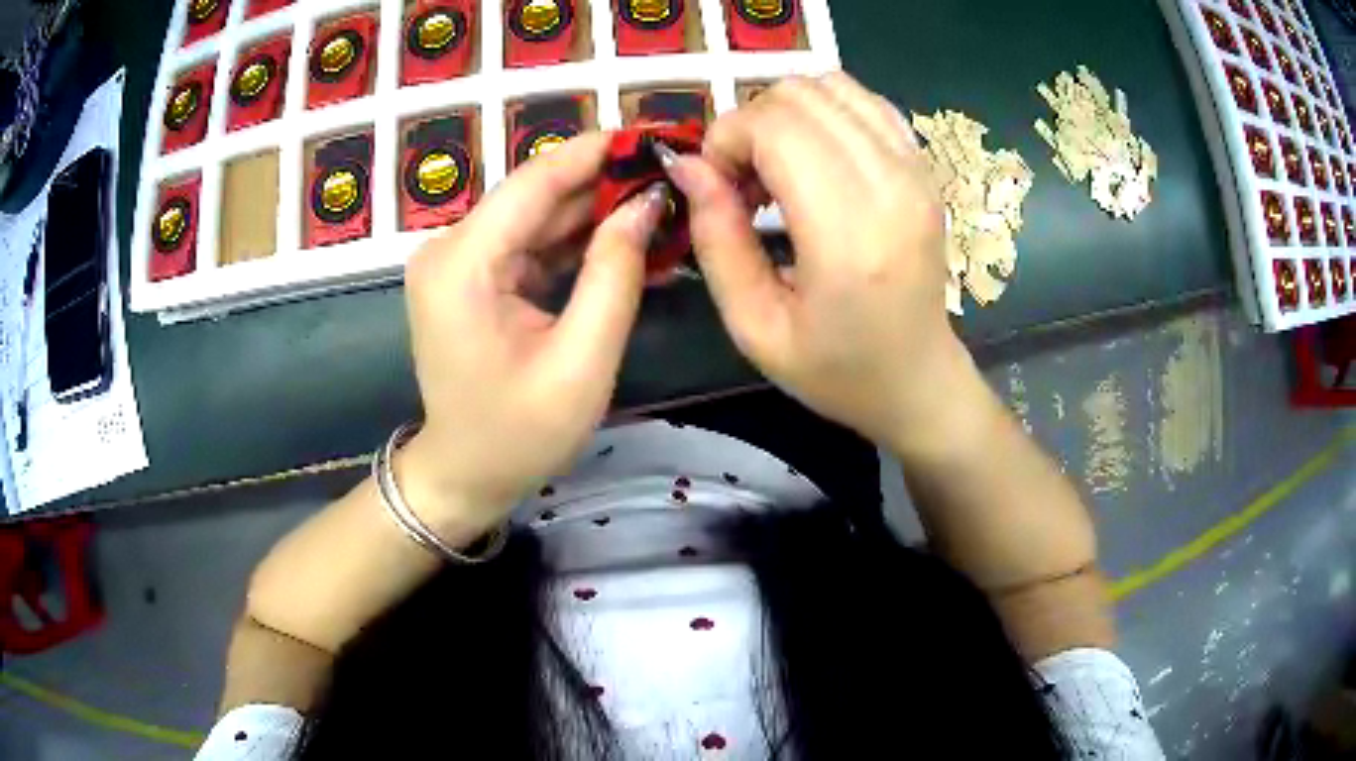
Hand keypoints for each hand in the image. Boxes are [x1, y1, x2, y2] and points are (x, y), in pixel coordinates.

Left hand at [397, 133, 666, 539]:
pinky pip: (529, 245)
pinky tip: (625, 239)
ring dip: (595, 211)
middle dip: (604, 182)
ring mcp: (457, 262)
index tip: (655, 135)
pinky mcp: (470, 278)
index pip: (535, 182)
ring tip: (661, 202)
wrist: (464, 476)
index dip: (597, 152)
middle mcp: (450, 249)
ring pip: (536, 218)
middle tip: (671, 172)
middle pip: (535, 196)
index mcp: (463, 264)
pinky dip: (575, 243)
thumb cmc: (519, 434)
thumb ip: (615, 274)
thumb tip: (647, 204)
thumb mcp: (581, 360)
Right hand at [660, 73, 977, 453]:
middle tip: (744, 180)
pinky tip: (816, 157)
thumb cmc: (836, 369)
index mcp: (849, 236)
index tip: (718, 187)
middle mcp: (891, 187)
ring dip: (787, 114)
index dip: (726, 140)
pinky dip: (827, 113)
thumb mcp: (754, 327)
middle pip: (801, 96)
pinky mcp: (925, 168)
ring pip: (833, 86)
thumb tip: (687, 164)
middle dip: (751, 124)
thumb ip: (716, 239)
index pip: (775, 128)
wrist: (918, 380)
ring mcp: (917, 171)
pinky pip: (867, 102)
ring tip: (778, 166)